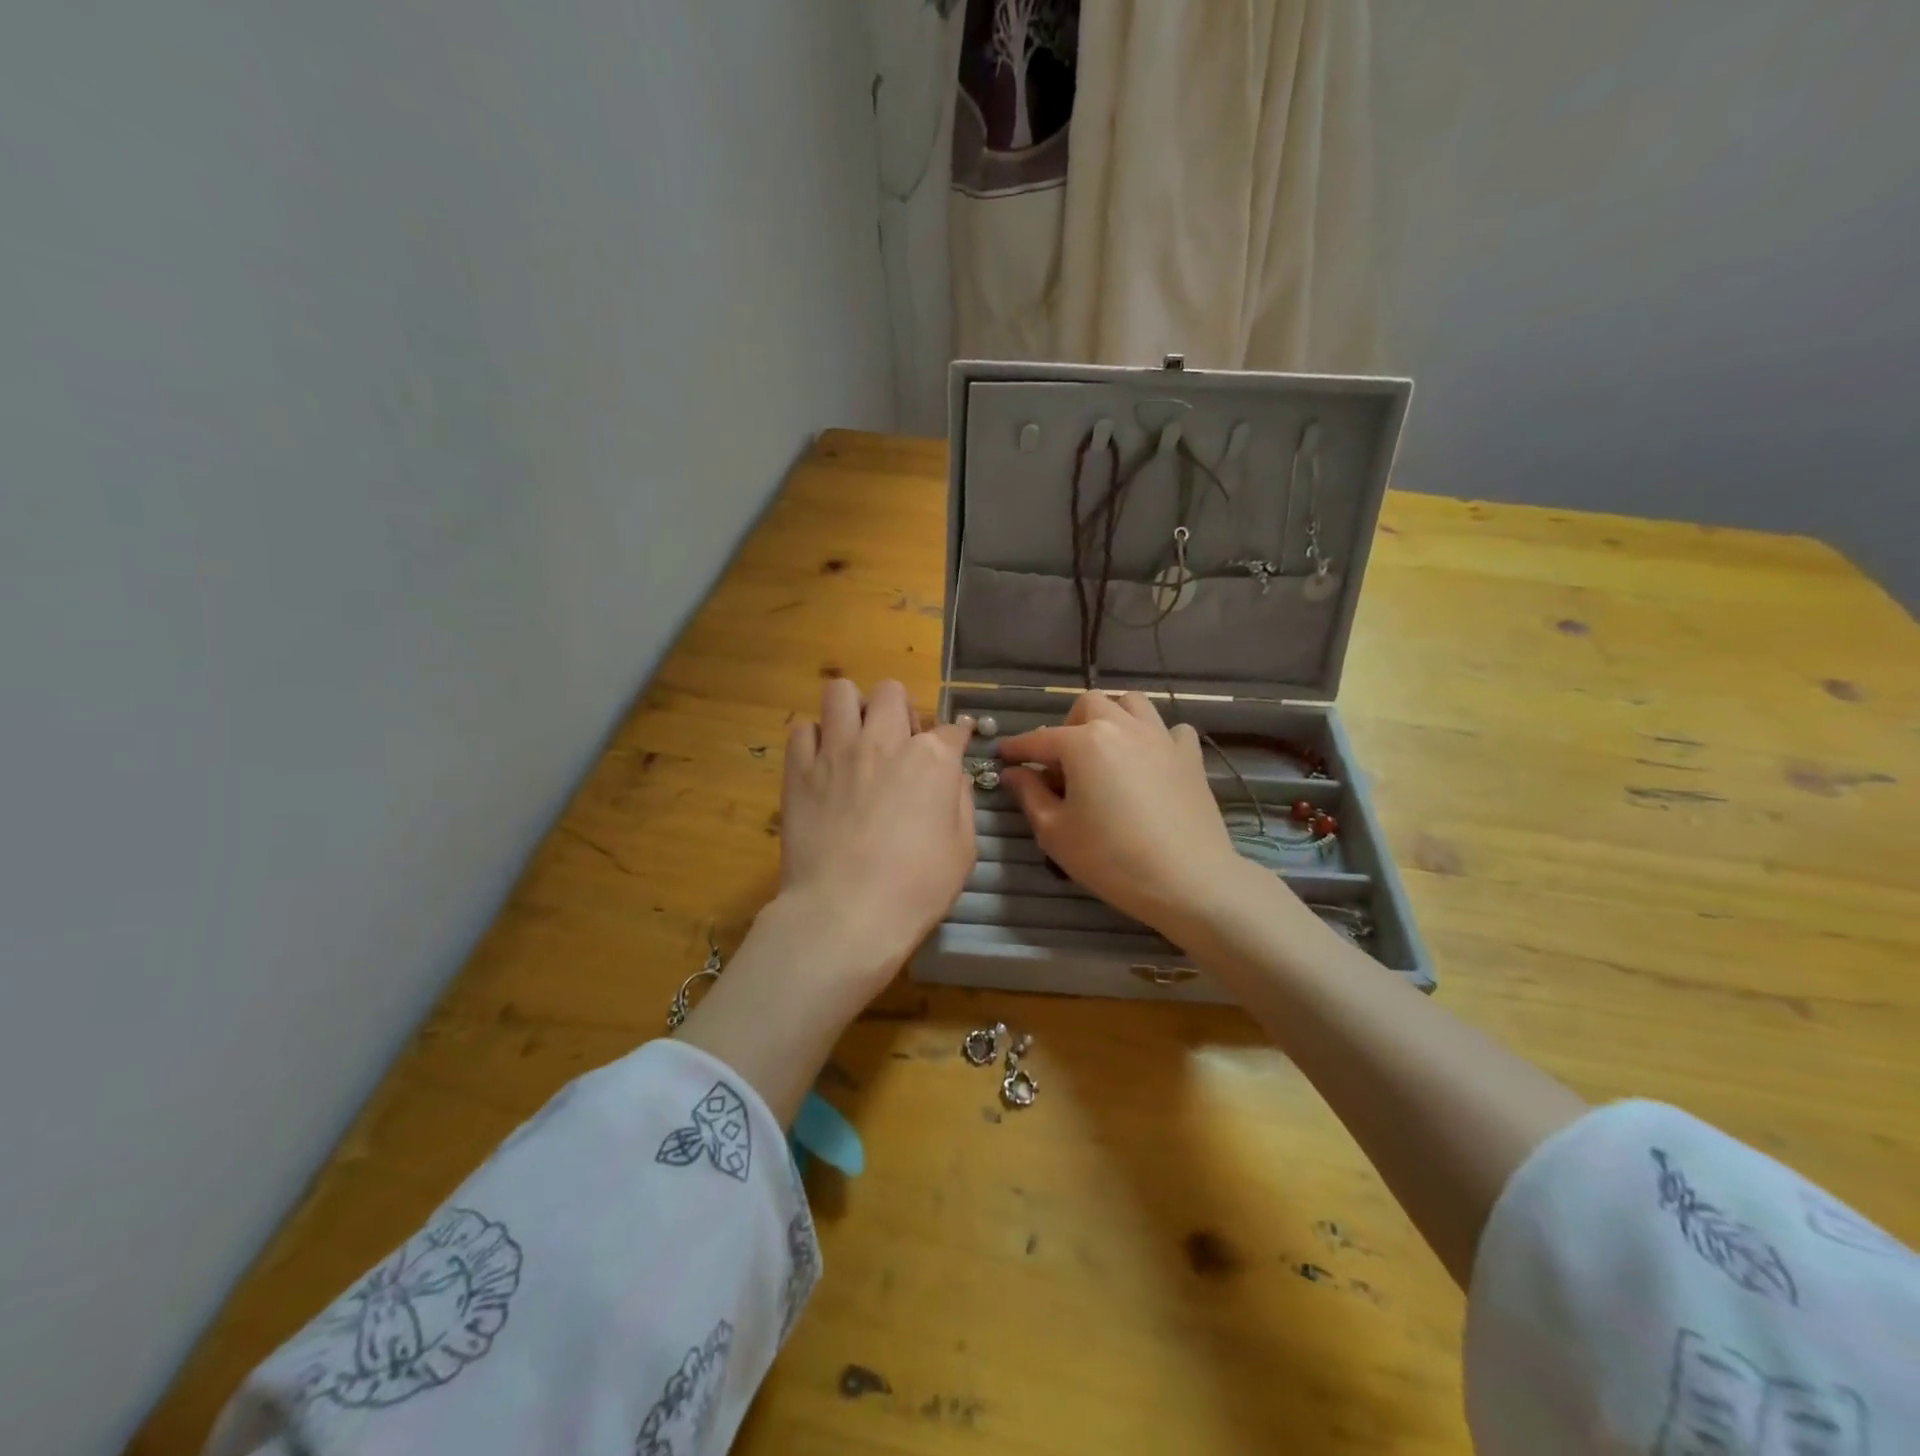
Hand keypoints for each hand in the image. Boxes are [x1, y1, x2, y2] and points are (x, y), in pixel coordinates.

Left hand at [775, 678, 976, 995]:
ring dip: (853, 709)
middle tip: (898, 742)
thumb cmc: (916, 888)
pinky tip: (822, 763)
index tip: (955, 743)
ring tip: (855, 738)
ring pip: (840, 692)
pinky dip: (815, 739)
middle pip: (892, 692)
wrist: (846, 913)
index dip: (956, 736)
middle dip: (900, 710)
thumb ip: (960, 801)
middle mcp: (883, 741)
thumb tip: (952, 774)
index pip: (951, 728)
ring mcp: (836, 751)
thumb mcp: (963, 849)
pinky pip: (803, 729)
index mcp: (931, 759)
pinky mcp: (799, 770)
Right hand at [998, 692, 1258, 944]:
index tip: (1003, 756)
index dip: (1017, 748)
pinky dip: (1156, 738)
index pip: (1039, 739)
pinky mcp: (1190, 756)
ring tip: (1105, 749)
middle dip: (1068, 726)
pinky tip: (1150, 762)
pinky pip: (1171, 730)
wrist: (1189, 880)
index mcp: (1084, 743)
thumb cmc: (1112, 859)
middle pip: (1088, 705)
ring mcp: (1161, 738)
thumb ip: (1029, 795)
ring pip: (1132, 704)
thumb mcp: (1056, 832)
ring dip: (1112, 717)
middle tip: (1062, 762)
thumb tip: (1013, 773)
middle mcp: (1122, 727)